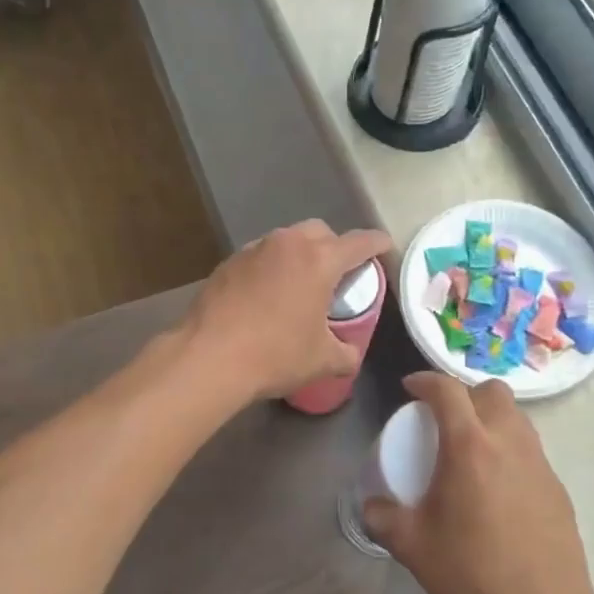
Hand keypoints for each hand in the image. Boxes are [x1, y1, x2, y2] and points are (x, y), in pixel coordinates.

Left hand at [180, 220, 391, 401]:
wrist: (209, 357)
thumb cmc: (275, 354)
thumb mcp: (321, 361)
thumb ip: (345, 354)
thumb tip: (350, 355)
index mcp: (320, 260)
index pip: (360, 242)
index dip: (377, 244)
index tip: (384, 247)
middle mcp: (288, 244)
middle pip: (320, 231)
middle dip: (334, 246)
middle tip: (337, 274)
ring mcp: (254, 249)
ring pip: (286, 240)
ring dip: (299, 255)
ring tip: (299, 284)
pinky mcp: (228, 262)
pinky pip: (260, 256)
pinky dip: (271, 267)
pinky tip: (266, 295)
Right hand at [365, 372, 593, 593]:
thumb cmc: (473, 574)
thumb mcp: (413, 547)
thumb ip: (384, 519)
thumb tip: (372, 506)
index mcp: (470, 446)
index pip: (448, 390)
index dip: (425, 380)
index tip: (410, 389)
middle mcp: (510, 443)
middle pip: (493, 391)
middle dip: (466, 394)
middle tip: (444, 420)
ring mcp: (540, 464)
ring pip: (517, 418)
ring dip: (491, 419)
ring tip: (469, 451)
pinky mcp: (558, 488)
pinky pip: (530, 450)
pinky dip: (509, 451)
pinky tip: (496, 489)